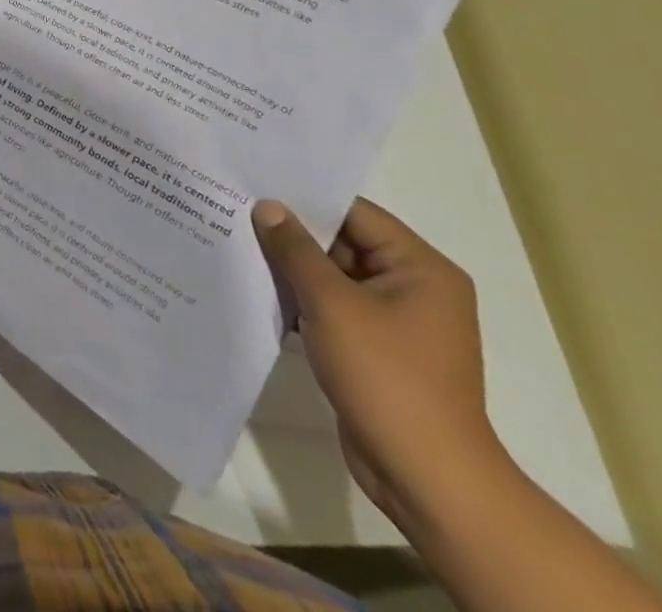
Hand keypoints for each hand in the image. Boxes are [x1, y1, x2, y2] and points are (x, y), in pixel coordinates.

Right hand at [252, 197, 507, 523]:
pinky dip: (301, 299)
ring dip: (292, 268)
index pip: (355, 214)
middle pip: (343, 242)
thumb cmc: (387, 377)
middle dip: (292, 234)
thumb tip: (268, 206)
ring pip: (333, 276)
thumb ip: (296, 249)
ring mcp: (397, 322)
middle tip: (236, 211)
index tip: (254, 184)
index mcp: (421, 269)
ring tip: (238, 245)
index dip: (304, 199)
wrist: (426, 477)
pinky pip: (333, 307)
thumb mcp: (332, 303)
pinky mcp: (377, 349)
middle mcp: (415, 288)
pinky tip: (259, 290)